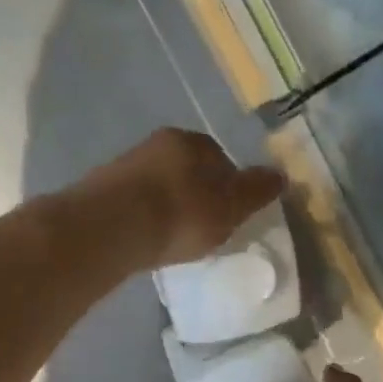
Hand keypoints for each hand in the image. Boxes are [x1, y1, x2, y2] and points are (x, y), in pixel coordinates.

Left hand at [73, 129, 285, 268]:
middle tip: (203, 228)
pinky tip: (148, 240)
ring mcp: (125, 166)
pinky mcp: (101, 191)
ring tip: (174, 238)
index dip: (229, 187)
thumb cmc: (181, 214)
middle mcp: (157, 144)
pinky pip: (135, 204)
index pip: (220, 159)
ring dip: (168, 207)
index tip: (229, 215)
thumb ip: (256, 192)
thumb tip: (281, 175)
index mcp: (192, 142)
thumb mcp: (230, 207)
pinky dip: (145, 218)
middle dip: (196, 195)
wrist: (112, 227)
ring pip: (159, 186)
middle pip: (187, 171)